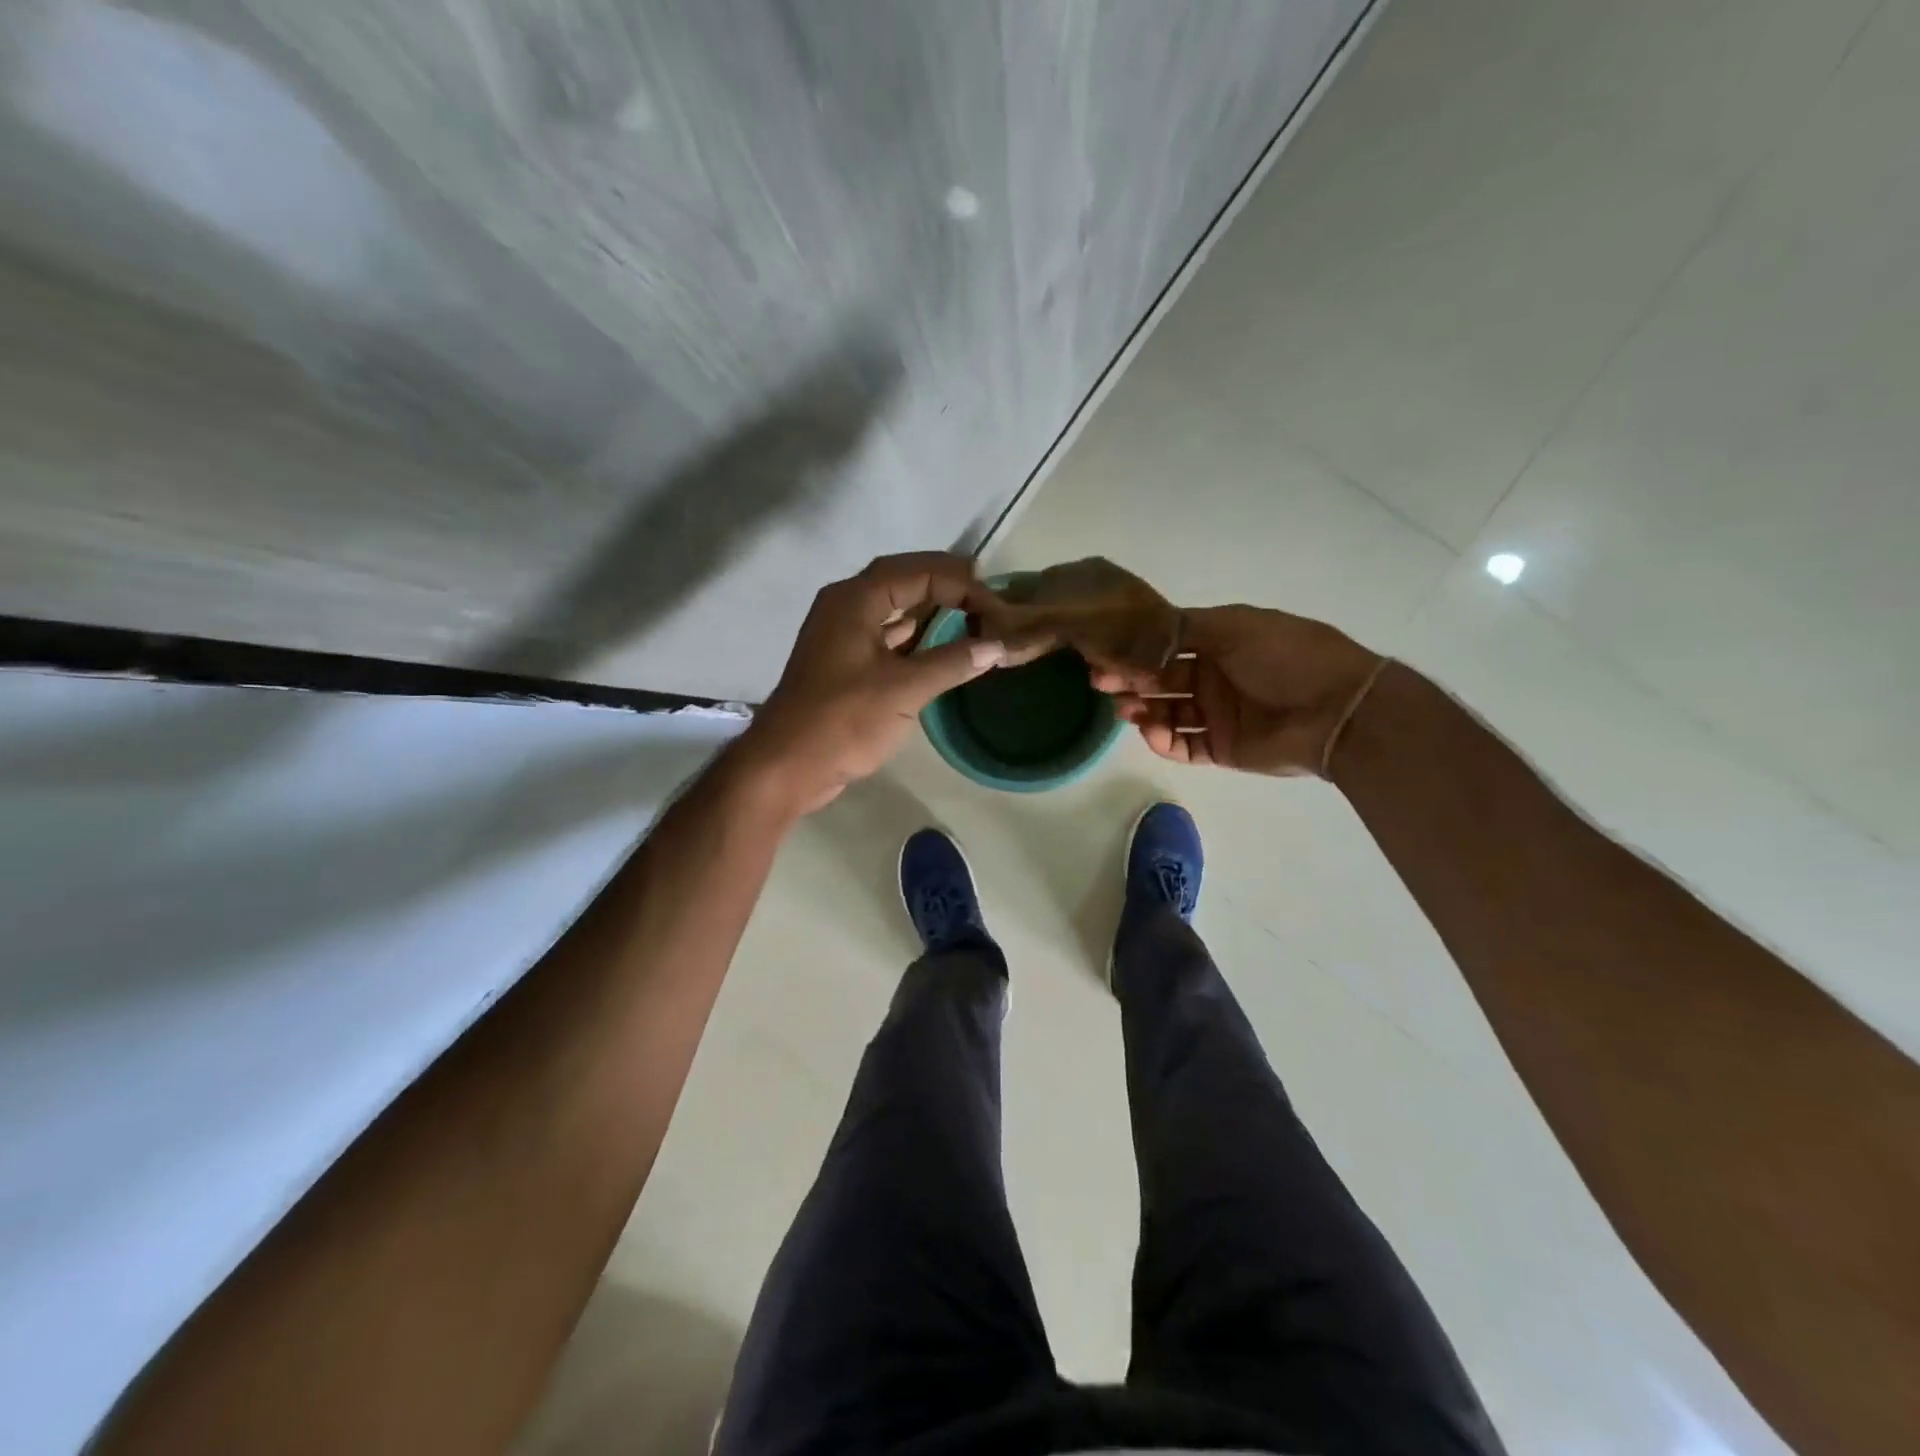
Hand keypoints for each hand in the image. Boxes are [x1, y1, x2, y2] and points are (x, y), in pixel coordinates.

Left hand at [736, 553, 1008, 812]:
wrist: (787, 766)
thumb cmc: (843, 721)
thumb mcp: (904, 690)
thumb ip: (952, 662)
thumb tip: (997, 646)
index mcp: (855, 600)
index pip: (917, 572)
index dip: (961, 584)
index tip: (996, 608)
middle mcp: (845, 606)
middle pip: (904, 580)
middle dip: (947, 585)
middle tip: (987, 596)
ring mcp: (842, 635)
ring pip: (894, 608)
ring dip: (931, 610)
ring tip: (973, 615)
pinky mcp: (845, 663)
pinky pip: (887, 636)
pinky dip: (916, 637)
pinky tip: (943, 646)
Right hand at [984, 559, 1382, 776]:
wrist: (1338, 711)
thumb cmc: (1287, 658)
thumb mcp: (1236, 627)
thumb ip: (1186, 627)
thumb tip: (1141, 627)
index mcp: (1220, 643)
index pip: (1166, 646)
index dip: (1136, 650)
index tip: (1104, 655)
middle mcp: (1214, 677)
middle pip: (1161, 680)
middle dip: (1131, 681)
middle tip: (1102, 686)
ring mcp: (1217, 714)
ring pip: (1167, 714)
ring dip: (1143, 712)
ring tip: (1126, 712)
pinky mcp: (1222, 748)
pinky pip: (1184, 746)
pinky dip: (1164, 742)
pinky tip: (1153, 734)